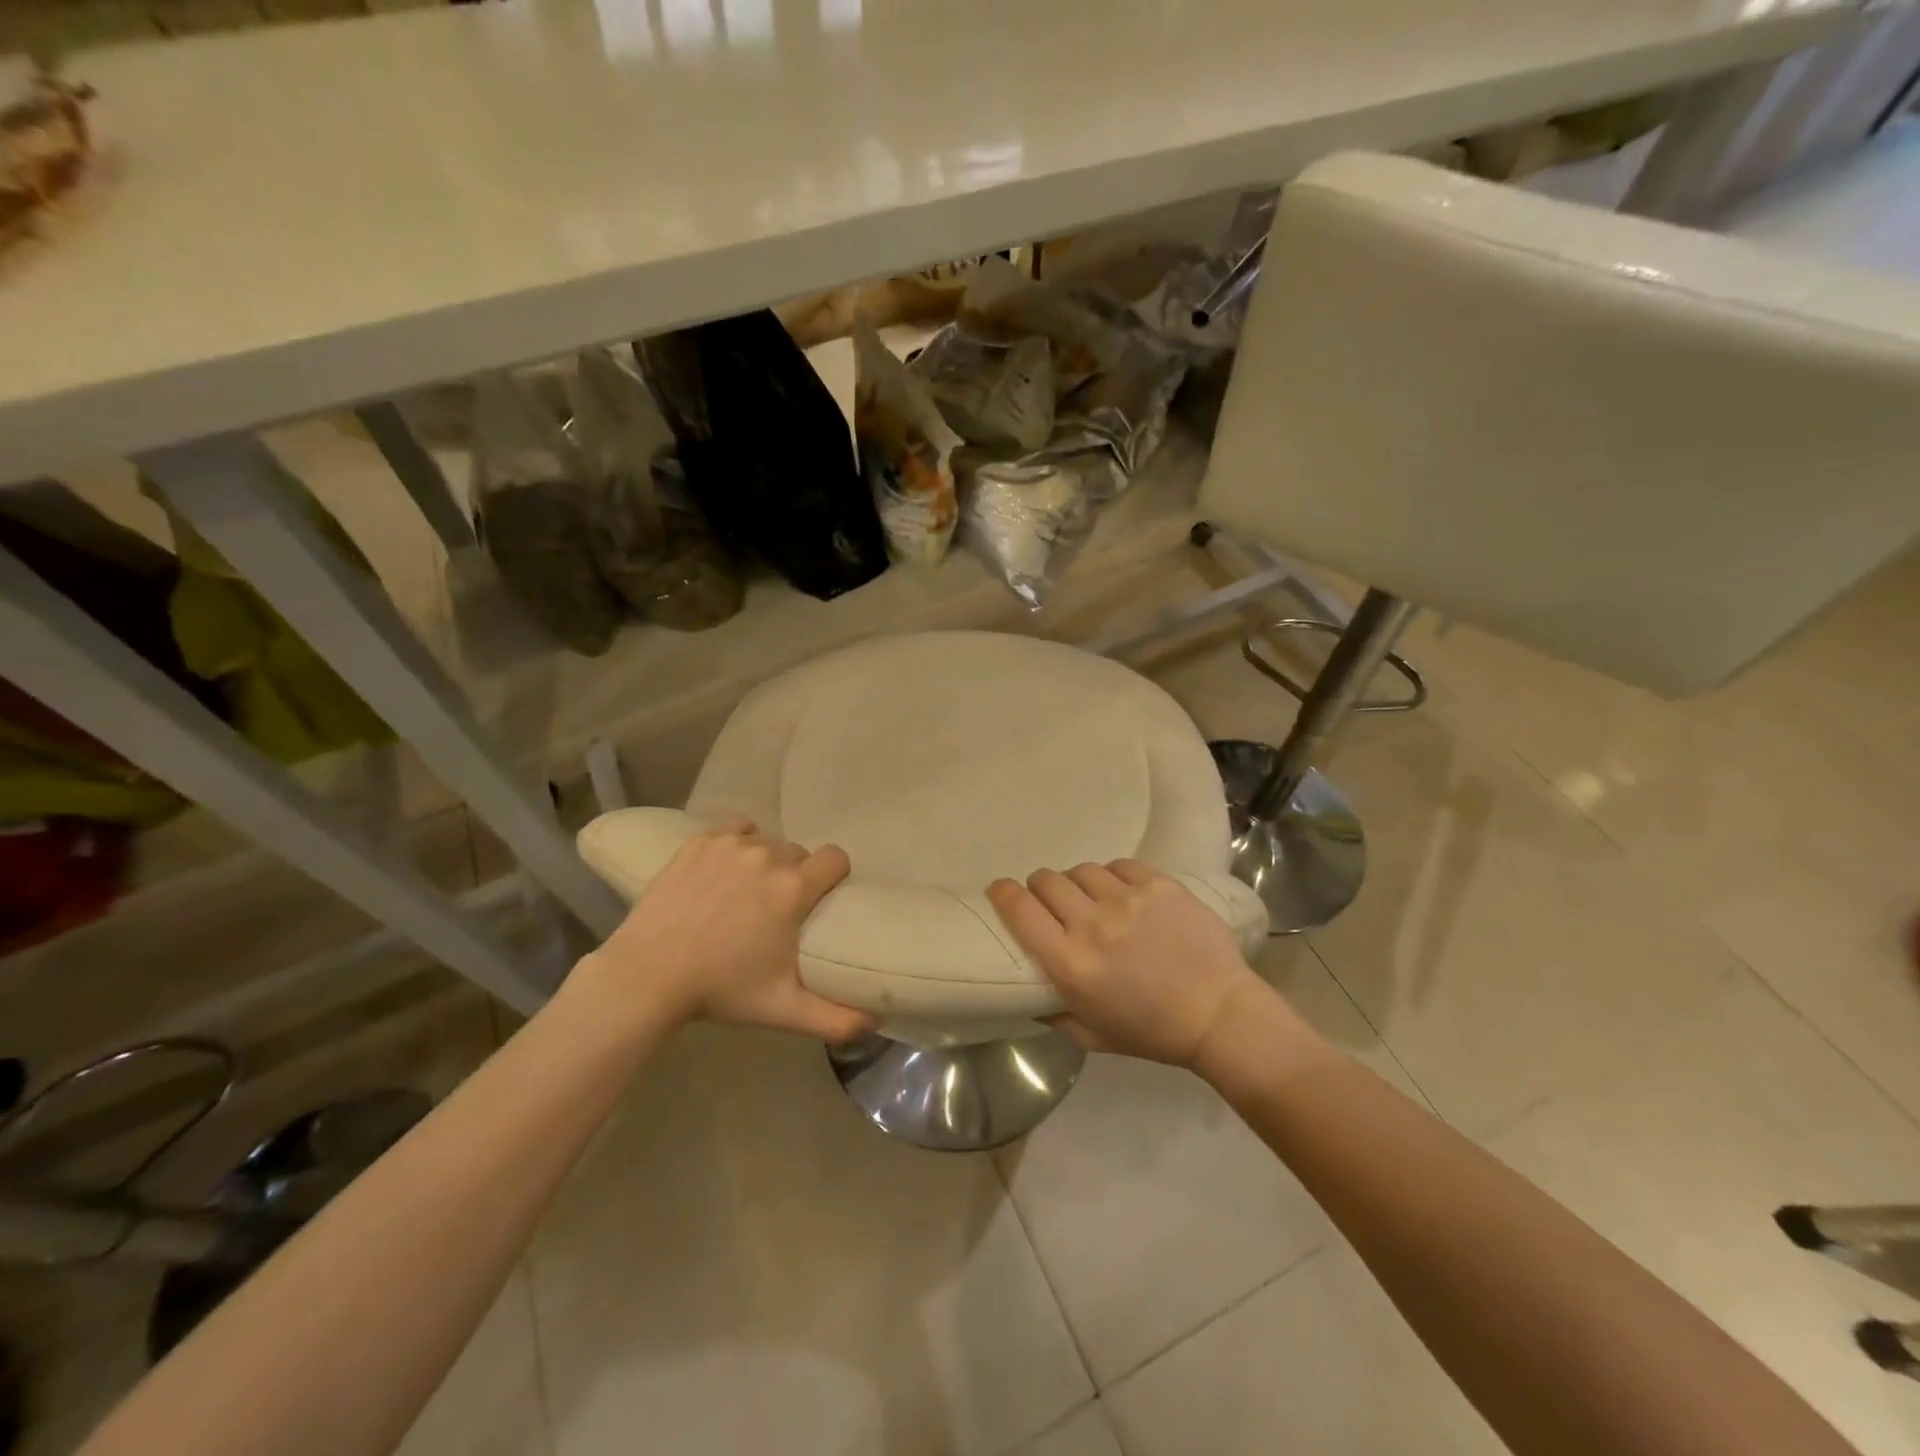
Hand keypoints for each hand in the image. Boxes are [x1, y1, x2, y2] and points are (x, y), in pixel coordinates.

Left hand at [572, 817, 872, 1042]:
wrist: (647, 975)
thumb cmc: (721, 990)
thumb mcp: (782, 1009)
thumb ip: (835, 1019)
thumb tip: (875, 1024)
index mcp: (794, 888)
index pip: (836, 858)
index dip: (833, 876)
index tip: (821, 898)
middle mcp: (769, 856)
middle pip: (799, 853)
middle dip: (795, 876)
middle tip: (776, 909)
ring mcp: (732, 845)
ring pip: (767, 841)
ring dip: (765, 861)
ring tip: (745, 892)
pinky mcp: (700, 842)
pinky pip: (736, 829)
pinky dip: (737, 842)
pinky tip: (725, 868)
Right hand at [988, 860, 1268, 1066]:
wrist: (1219, 1013)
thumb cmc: (1151, 1032)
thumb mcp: (1090, 1036)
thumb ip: (1051, 1012)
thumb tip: (1026, 991)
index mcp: (1070, 964)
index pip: (1019, 909)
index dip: (1002, 893)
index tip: (1001, 891)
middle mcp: (1092, 924)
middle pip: (1046, 880)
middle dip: (1040, 888)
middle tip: (1052, 902)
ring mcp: (1127, 899)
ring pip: (1081, 870)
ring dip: (1078, 884)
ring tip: (1092, 899)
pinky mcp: (1158, 884)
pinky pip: (1118, 865)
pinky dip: (1113, 877)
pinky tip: (1123, 894)